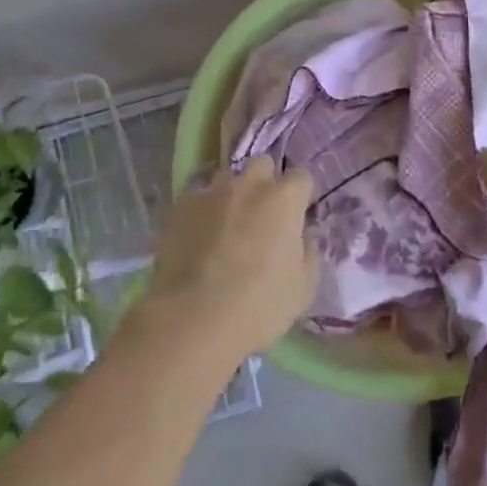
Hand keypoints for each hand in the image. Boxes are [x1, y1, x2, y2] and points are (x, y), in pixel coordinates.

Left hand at [139, 159, 318, 362]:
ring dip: (231, 196)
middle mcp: (248, 185)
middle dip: (264, 183)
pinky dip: (201, 213)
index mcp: (284, 199)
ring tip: (226, 226)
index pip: (301, 178)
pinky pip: (196, 201)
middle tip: (262, 215)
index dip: (300, 197)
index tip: (297, 217)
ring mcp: (210, 194)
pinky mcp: (179, 209)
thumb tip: (301, 239)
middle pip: (261, 165)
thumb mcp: (303, 288)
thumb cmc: (259, 305)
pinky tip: (198, 238)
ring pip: (225, 180)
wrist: (193, 319)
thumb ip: (307, 253)